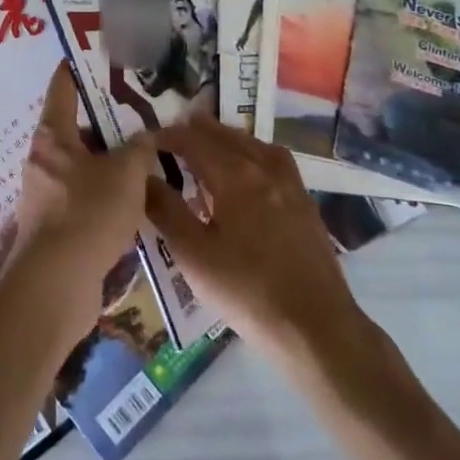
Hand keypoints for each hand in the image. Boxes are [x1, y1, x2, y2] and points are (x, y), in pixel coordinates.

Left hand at [0, 62, 157, 332]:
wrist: (55, 287)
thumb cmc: (87, 214)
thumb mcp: (125, 173)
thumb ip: (140, 148)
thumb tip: (148, 135)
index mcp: (53, 136)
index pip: (63, 87)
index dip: (79, 67)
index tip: (98, 52)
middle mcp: (44, 159)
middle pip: (77, 128)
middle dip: (108, 120)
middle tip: (143, 112)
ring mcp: (48, 194)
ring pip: (85, 165)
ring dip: (112, 161)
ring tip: (148, 155)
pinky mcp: (57, 226)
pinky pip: (86, 196)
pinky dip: (108, 193)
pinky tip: (137, 199)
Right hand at [143, 119, 408, 390]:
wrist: (317, 328)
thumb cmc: (247, 291)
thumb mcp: (193, 255)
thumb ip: (165, 210)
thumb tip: (143, 176)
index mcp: (236, 173)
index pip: (193, 139)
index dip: (167, 136)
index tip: (145, 142)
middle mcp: (265, 166)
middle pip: (225, 135)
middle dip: (194, 131)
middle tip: (169, 139)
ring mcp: (290, 183)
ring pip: (251, 144)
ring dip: (223, 139)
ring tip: (204, 147)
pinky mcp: (305, 203)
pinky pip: (271, 160)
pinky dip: (249, 153)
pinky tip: (245, 173)